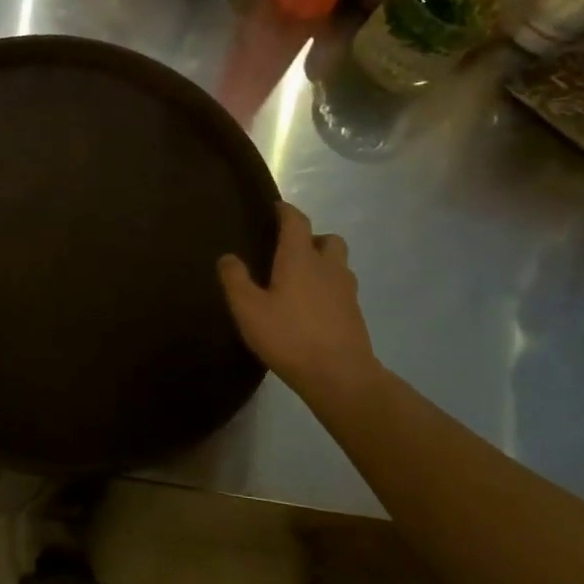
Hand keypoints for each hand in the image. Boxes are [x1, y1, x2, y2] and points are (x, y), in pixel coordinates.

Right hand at [219, 202, 384, 404]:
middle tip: (290, 250)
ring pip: (339, 263)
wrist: (340, 376)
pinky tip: (312, 308)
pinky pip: (342, 289)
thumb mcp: (248, 309)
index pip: (296, 221)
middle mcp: (328, 266)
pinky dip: (329, 289)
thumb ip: (235, 279)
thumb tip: (228, 257)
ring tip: (301, 280)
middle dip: (310, 238)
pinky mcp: (355, 314)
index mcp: (300, 258)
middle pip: (327, 239)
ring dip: (323, 263)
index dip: (285, 211)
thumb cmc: (289, 336)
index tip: (275, 208)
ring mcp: (346, 290)